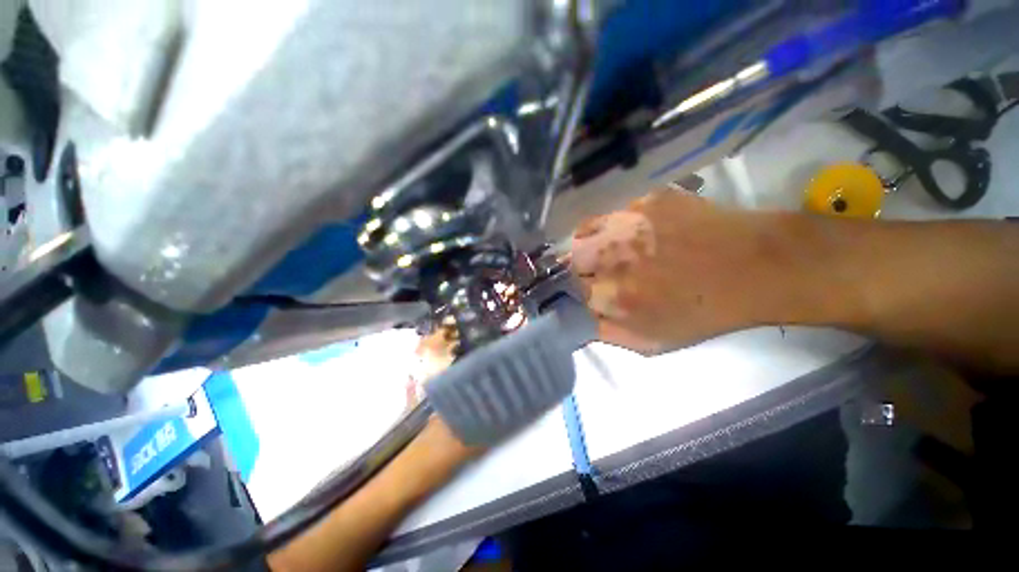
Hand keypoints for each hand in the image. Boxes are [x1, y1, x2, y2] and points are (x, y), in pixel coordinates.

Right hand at [571, 191, 806, 354]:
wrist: (756, 268)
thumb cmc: (703, 312)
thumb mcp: (651, 342)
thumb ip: (606, 334)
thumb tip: (576, 321)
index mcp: (613, 296)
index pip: (568, 291)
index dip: (571, 293)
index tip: (579, 293)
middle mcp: (612, 257)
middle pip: (569, 260)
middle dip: (576, 269)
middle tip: (591, 273)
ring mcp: (628, 224)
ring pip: (583, 233)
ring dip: (587, 244)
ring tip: (605, 251)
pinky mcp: (646, 201)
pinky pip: (611, 214)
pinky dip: (610, 225)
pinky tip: (628, 233)